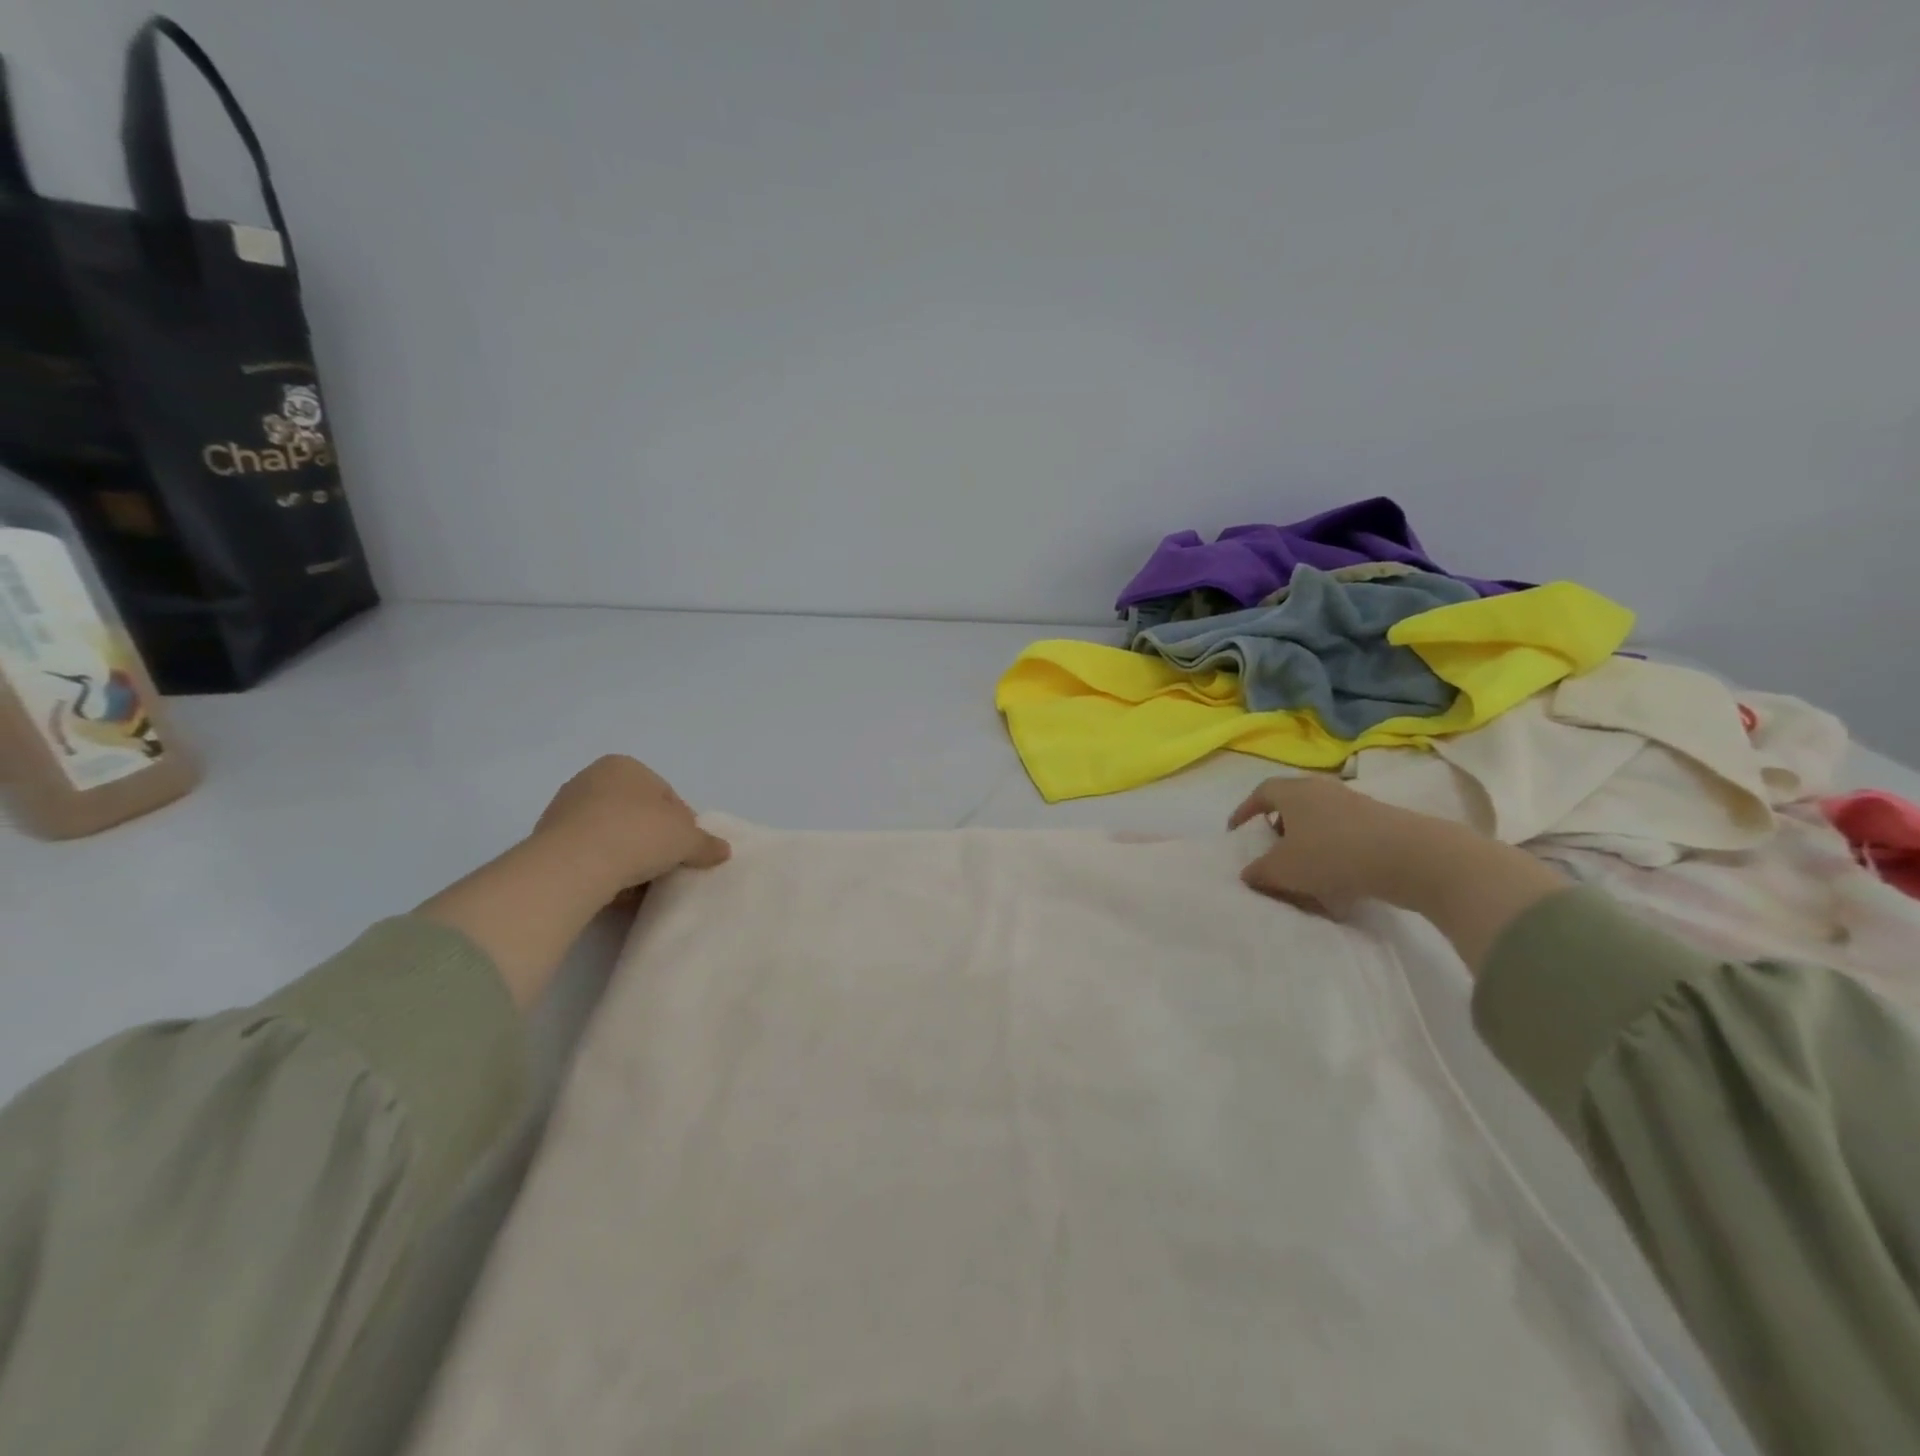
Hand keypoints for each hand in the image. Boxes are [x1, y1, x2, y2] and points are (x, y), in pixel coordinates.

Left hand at [532, 755, 730, 901]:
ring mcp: (565, 809)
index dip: (683, 824)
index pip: (666, 796)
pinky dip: (603, 868)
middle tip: (667, 866)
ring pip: (611, 835)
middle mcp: (592, 779)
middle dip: (653, 839)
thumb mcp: (687, 839)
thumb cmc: (637, 835)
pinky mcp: (546, 840)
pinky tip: (614, 889)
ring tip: (641, 883)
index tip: (687, 850)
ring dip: (628, 856)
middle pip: (637, 814)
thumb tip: (723, 850)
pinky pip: (588, 854)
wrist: (572, 866)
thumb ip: (706, 843)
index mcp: (626, 766)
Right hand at [1228, 775, 1449, 915]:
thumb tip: (1248, 873)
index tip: (1237, 831)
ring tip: (1304, 869)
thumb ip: (1259, 872)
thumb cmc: (1332, 854)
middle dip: (1278, 826)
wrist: (1410, 857)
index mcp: (1293, 792)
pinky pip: (1345, 833)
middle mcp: (1322, 790)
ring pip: (1320, 819)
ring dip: (1308, 841)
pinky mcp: (1381, 821)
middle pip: (1292, 803)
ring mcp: (1355, 803)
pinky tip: (1337, 879)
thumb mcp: (1283, 870)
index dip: (1245, 810)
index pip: (1261, 792)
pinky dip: (1334, 851)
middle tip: (1271, 849)